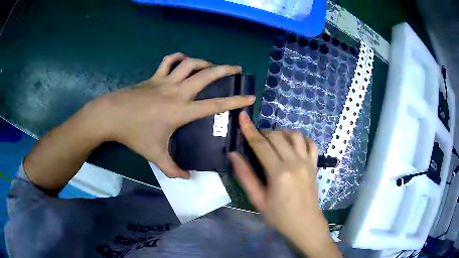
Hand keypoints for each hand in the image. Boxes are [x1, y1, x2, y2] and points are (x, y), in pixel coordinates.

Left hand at [90, 53, 254, 178]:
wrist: (112, 115)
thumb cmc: (134, 134)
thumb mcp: (155, 154)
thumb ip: (173, 169)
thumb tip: (187, 178)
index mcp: (181, 111)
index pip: (214, 105)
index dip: (234, 101)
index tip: (249, 96)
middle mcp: (177, 92)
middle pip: (206, 75)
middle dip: (225, 70)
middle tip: (237, 69)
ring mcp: (164, 81)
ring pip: (189, 64)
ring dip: (204, 62)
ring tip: (213, 65)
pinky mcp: (153, 76)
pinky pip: (168, 61)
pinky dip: (177, 57)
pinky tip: (183, 59)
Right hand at [229, 112, 340, 257]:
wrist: (305, 224)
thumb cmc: (279, 216)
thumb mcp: (258, 200)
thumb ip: (246, 176)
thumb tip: (233, 155)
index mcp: (279, 173)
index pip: (261, 145)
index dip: (249, 129)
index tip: (242, 116)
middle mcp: (295, 162)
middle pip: (277, 136)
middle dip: (263, 132)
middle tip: (255, 138)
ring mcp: (308, 162)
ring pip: (294, 135)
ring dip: (281, 132)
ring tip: (273, 140)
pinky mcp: (315, 164)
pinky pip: (310, 143)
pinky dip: (300, 138)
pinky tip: (293, 143)